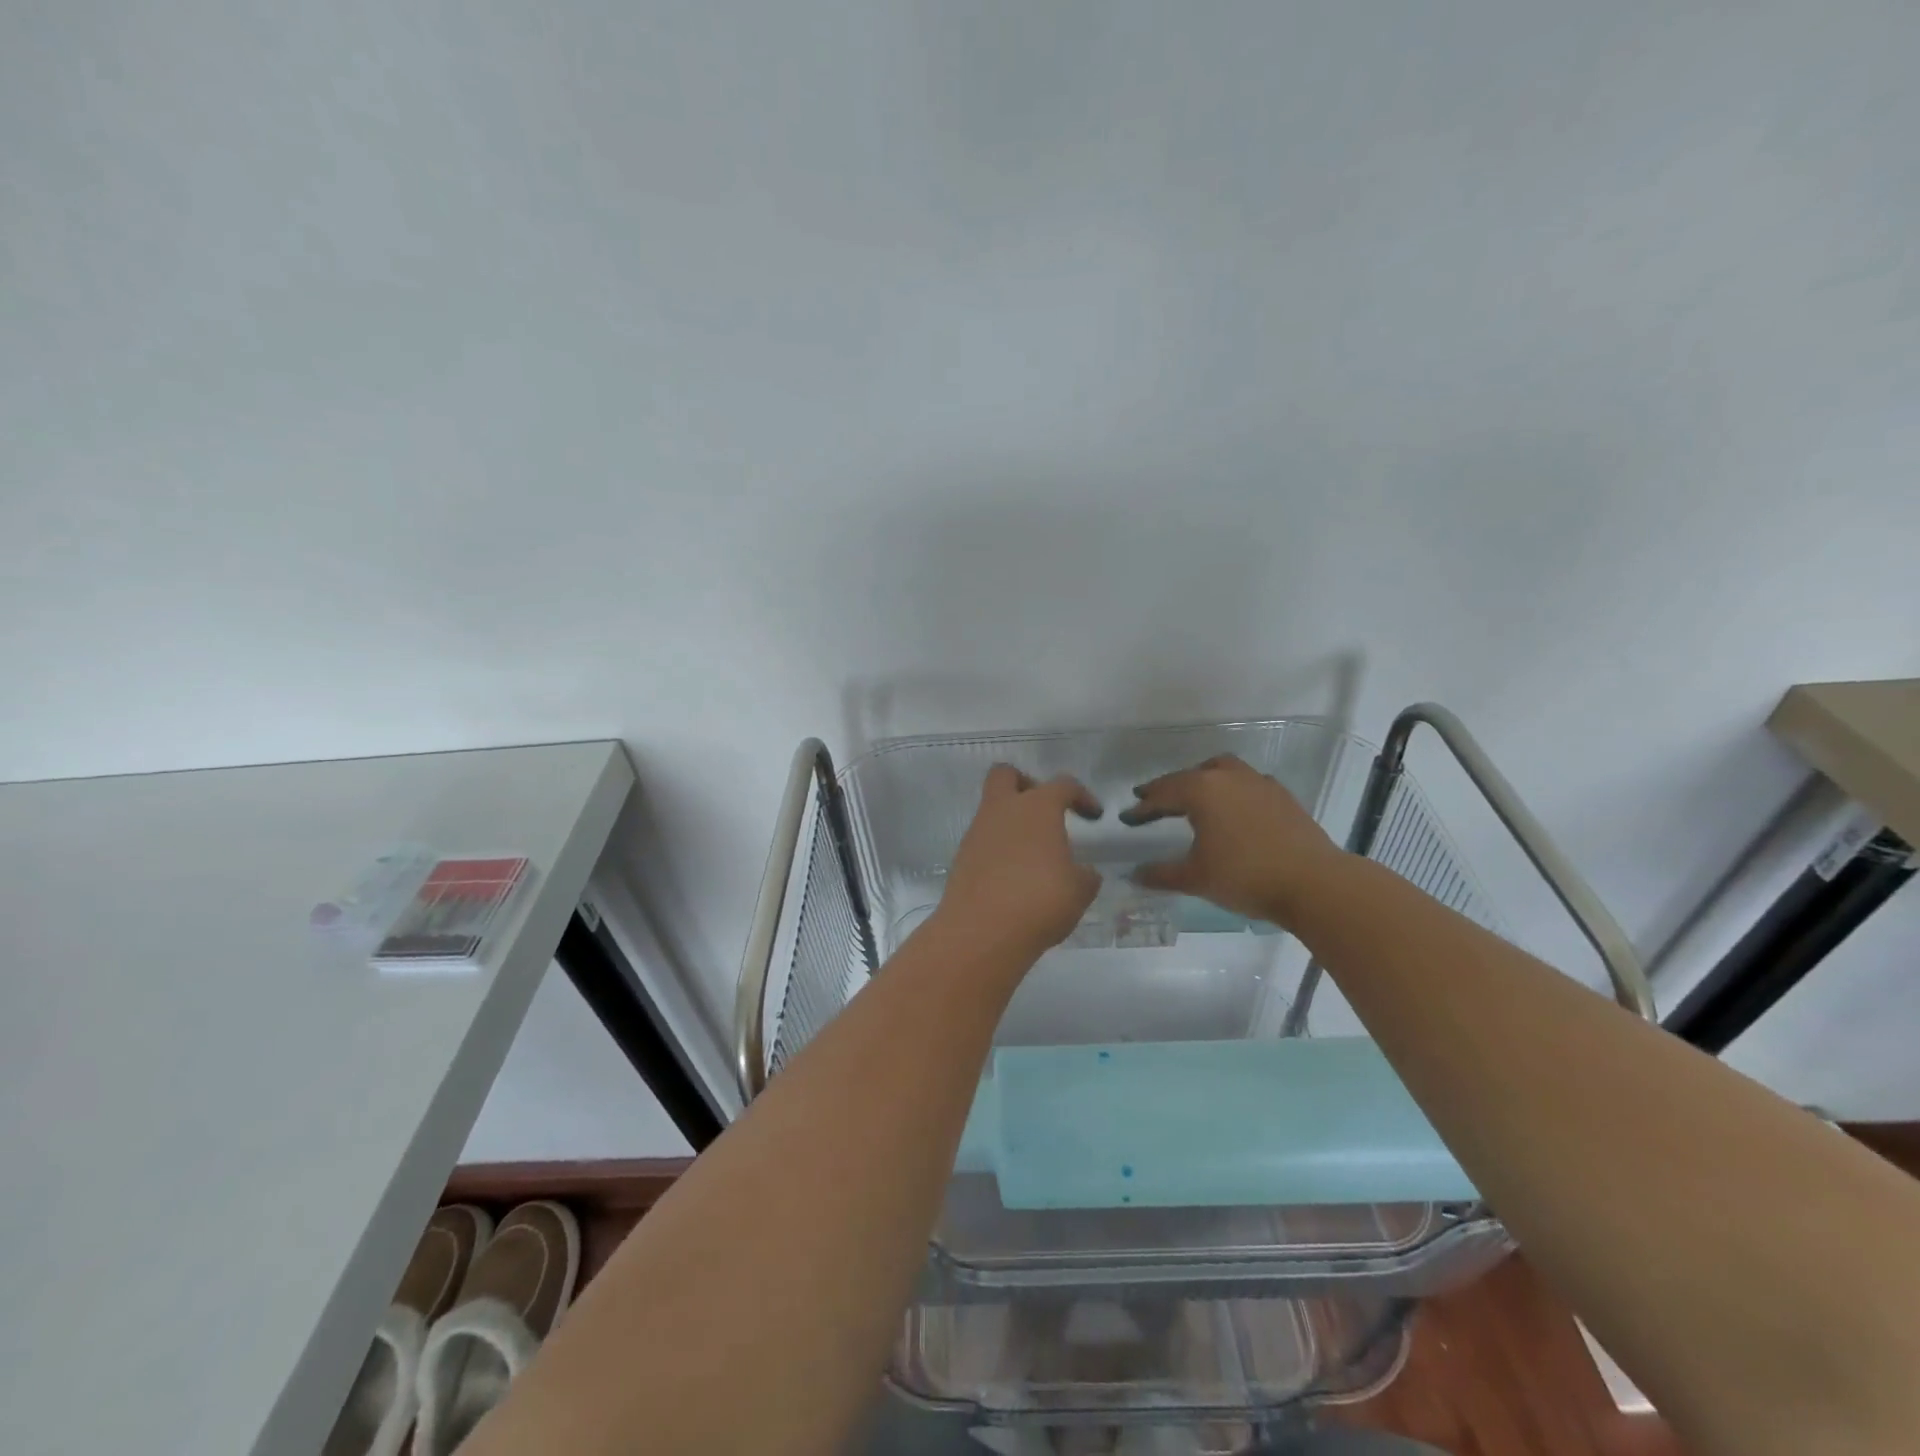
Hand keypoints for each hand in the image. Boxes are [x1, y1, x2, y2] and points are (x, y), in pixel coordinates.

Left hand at [937, 765, 1103, 958]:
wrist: (982, 931)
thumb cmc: (1040, 900)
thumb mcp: (1079, 891)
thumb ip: (1085, 875)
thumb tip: (1084, 872)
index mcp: (1037, 808)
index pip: (1063, 785)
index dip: (1081, 796)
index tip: (1093, 815)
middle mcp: (1003, 810)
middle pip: (1006, 774)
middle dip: (1026, 784)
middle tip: (1044, 811)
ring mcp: (977, 832)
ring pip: (991, 809)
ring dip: (1011, 822)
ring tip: (1033, 855)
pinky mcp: (962, 858)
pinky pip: (983, 840)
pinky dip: (998, 849)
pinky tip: (1013, 877)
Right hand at [1121, 755, 1344, 924]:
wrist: (1314, 883)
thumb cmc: (1245, 876)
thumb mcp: (1195, 878)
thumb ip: (1160, 874)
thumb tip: (1134, 874)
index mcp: (1202, 791)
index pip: (1162, 793)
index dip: (1143, 807)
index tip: (1127, 818)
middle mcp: (1228, 778)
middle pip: (1191, 776)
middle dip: (1170, 789)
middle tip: (1154, 802)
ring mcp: (1259, 783)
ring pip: (1223, 771)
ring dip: (1204, 781)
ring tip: (1195, 798)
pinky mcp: (1282, 796)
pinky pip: (1248, 783)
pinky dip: (1232, 791)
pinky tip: (1234, 810)